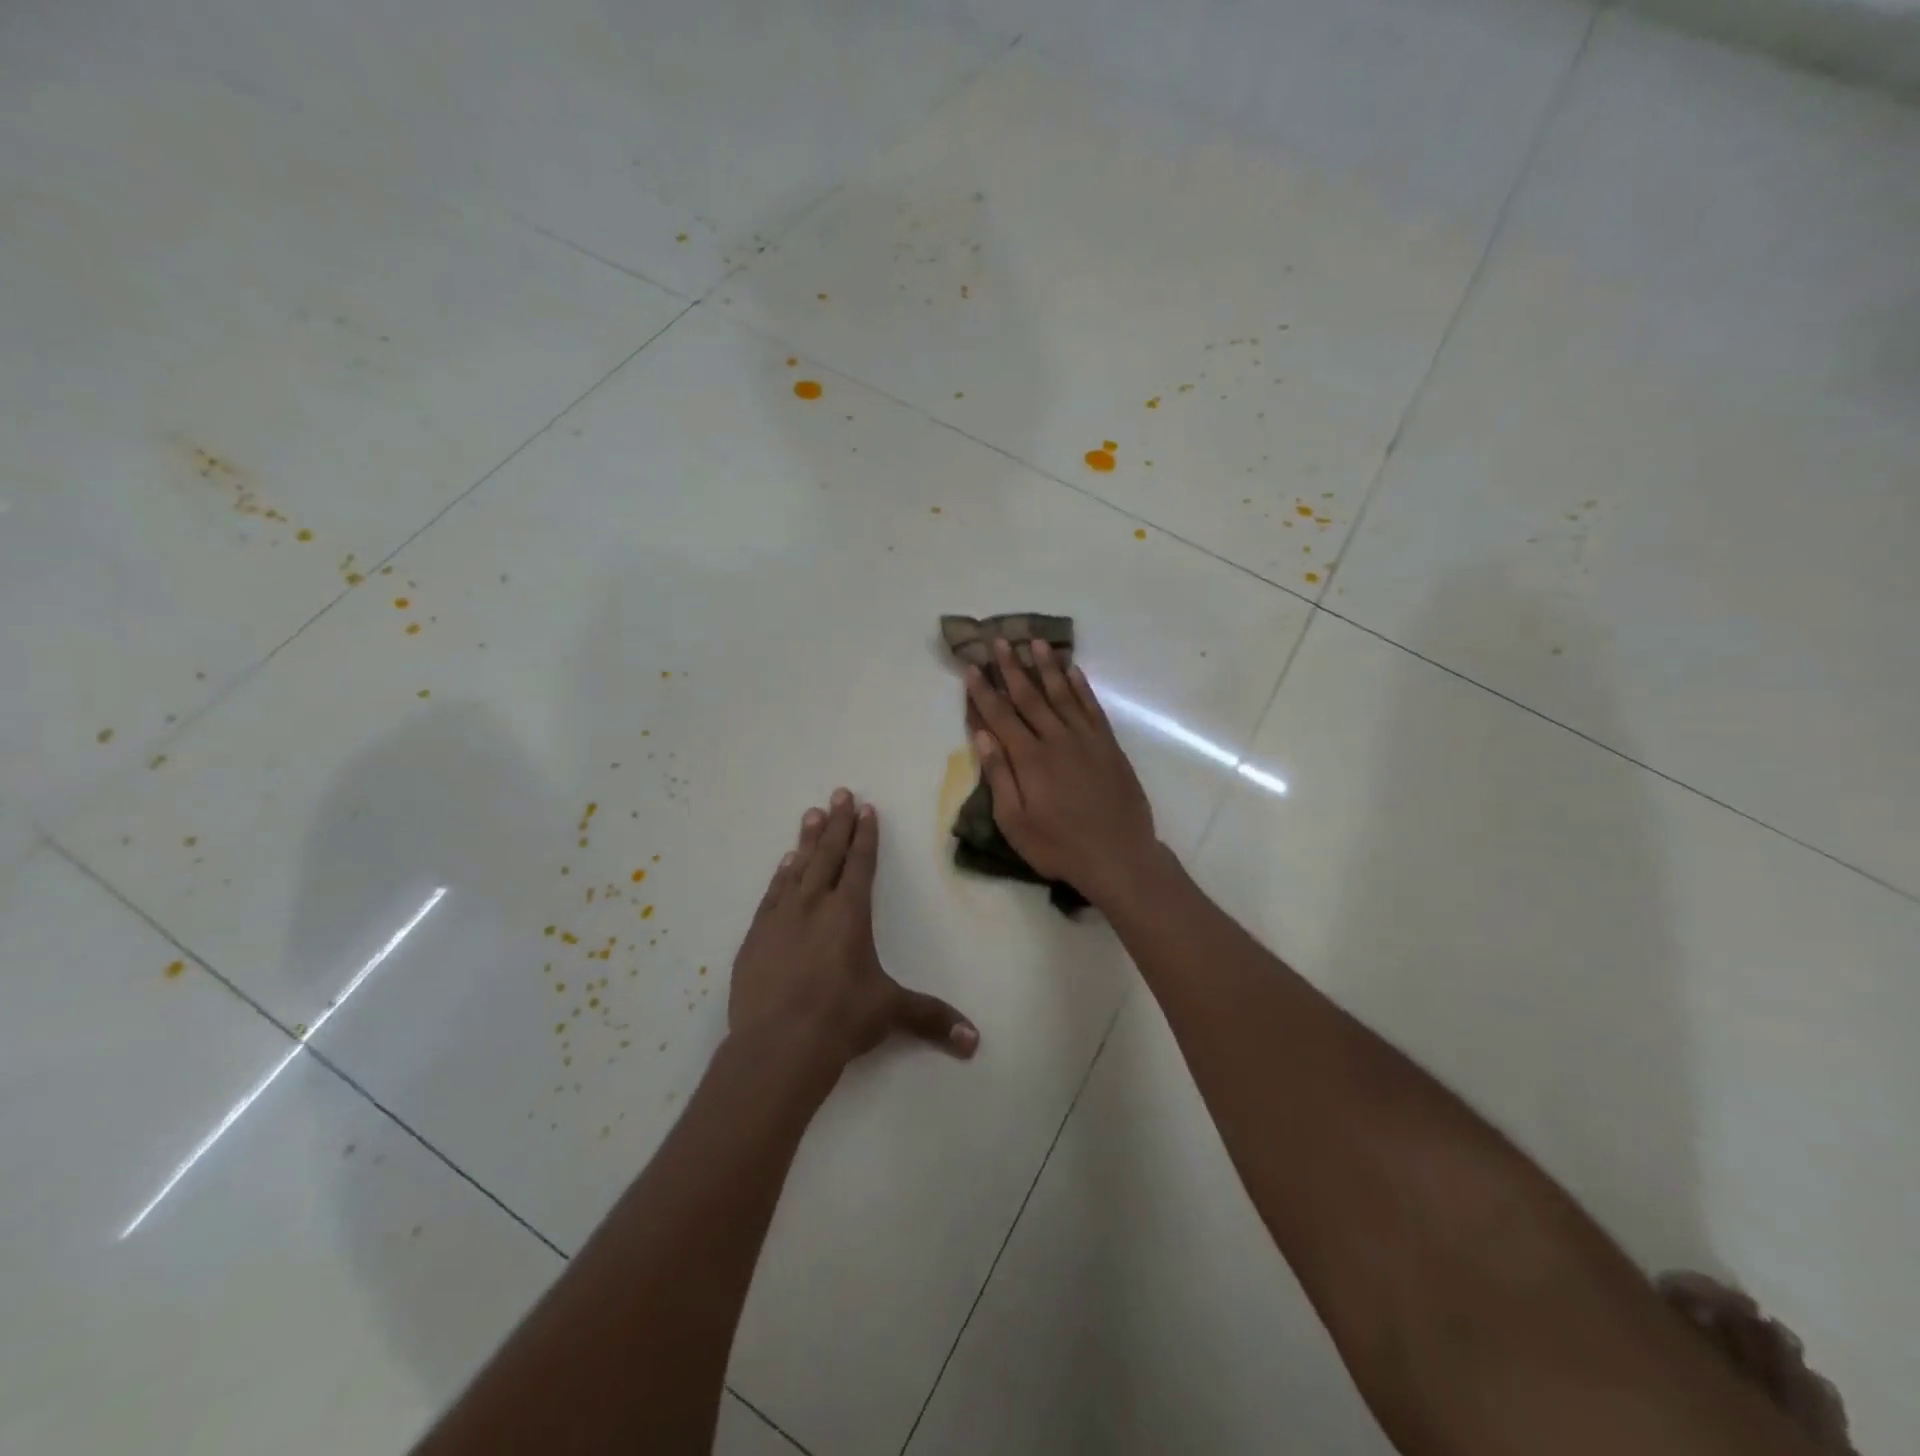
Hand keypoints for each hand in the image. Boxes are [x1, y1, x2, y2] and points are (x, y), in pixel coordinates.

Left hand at [730, 789, 979, 1072]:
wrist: (776, 1046)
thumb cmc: (840, 1020)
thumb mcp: (890, 1013)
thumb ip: (931, 1018)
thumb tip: (975, 1041)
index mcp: (849, 913)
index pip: (860, 863)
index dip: (865, 836)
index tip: (865, 809)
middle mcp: (815, 905)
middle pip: (828, 854)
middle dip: (837, 823)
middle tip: (838, 794)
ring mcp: (780, 918)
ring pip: (797, 867)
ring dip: (807, 840)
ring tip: (811, 815)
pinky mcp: (756, 937)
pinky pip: (772, 893)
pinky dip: (781, 874)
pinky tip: (784, 864)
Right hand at [964, 638, 1160, 907]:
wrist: (1119, 856)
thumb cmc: (1059, 846)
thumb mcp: (1015, 822)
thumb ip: (999, 776)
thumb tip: (982, 735)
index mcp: (1029, 758)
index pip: (1000, 716)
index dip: (984, 691)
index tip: (973, 667)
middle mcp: (1057, 739)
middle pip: (1030, 696)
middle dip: (1012, 667)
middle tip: (1000, 640)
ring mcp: (1086, 739)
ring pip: (1062, 693)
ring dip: (1048, 667)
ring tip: (1036, 642)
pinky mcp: (1108, 745)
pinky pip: (1092, 707)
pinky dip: (1081, 686)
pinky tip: (1073, 670)